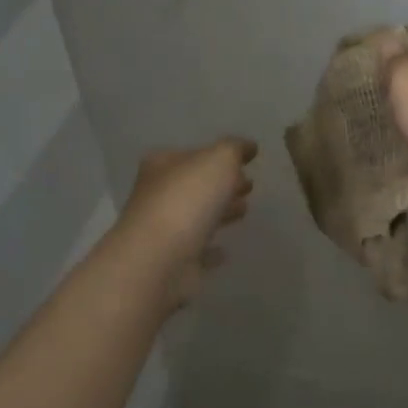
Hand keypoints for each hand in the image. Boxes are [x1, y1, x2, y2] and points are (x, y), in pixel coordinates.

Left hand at [115, 137, 256, 308]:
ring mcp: (163, 230)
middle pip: (196, 185)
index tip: (248, 161)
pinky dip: (210, 250)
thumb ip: (235, 149)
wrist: (158, 260)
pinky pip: (197, 251)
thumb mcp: (218, 160)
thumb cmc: (187, 200)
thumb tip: (248, 146)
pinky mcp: (172, 261)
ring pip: (197, 216)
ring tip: (245, 210)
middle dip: (222, 184)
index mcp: (164, 164)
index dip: (221, 155)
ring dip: (220, 213)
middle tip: (249, 185)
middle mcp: (158, 194)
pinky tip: (225, 251)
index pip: (194, 153)